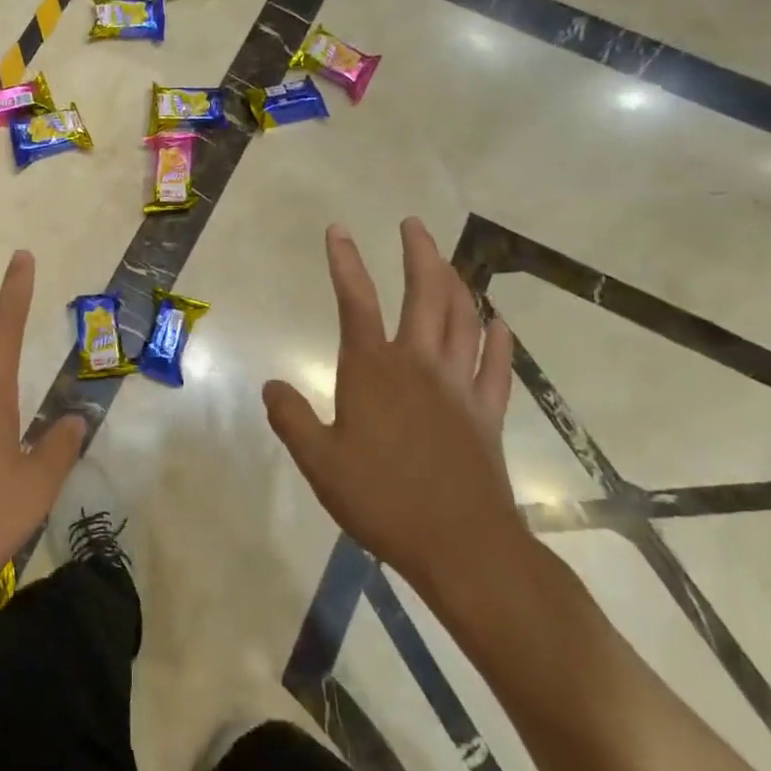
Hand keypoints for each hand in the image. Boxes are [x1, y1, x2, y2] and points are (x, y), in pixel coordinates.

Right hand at [265, 219, 529, 624]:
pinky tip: (499, 322)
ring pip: (464, 319)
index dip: (345, 262)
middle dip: (419, 253)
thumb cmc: (382, 500)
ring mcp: (458, 386)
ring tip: (448, 261)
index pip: (355, 300)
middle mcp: (418, 364)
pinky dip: (499, 339)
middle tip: (413, 224)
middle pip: (424, 294)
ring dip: (457, 283)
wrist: (461, 545)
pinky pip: (496, 366)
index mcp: (372, 370)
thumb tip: (272, 386)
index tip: (339, 230)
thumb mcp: (319, 462)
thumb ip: (292, 419)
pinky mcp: (487, 414)